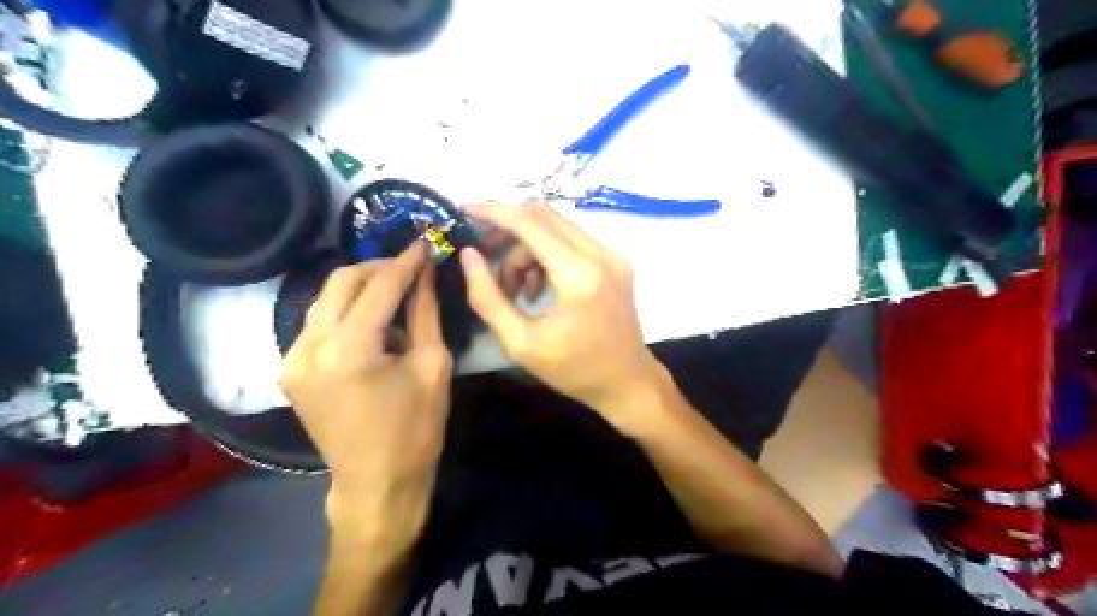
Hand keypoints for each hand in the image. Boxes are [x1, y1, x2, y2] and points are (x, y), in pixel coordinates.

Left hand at [284, 244, 456, 539]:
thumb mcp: (433, 365)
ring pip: (326, 299)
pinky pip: (320, 323)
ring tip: (397, 294)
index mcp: (349, 348)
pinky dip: (348, 313)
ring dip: (362, 289)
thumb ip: (426, 312)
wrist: (376, 483)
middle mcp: (309, 346)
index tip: (426, 244)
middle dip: (379, 267)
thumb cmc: (416, 429)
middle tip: (412, 266)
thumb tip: (427, 274)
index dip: (406, 262)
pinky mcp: (290, 369)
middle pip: (341, 282)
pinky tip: (374, 325)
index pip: (379, 286)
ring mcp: (292, 358)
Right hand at [460, 204, 662, 414]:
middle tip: (484, 253)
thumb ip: (488, 297)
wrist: (628, 382)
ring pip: (558, 227)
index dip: (493, 212)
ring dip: (528, 247)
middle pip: (544, 216)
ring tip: (516, 289)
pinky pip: (573, 241)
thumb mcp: (520, 343)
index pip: (530, 223)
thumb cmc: (574, 370)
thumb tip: (469, 256)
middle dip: (508, 229)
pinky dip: (548, 254)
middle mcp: (600, 255)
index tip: (464, 210)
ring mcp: (613, 256)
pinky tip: (540, 288)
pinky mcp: (617, 262)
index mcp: (578, 276)